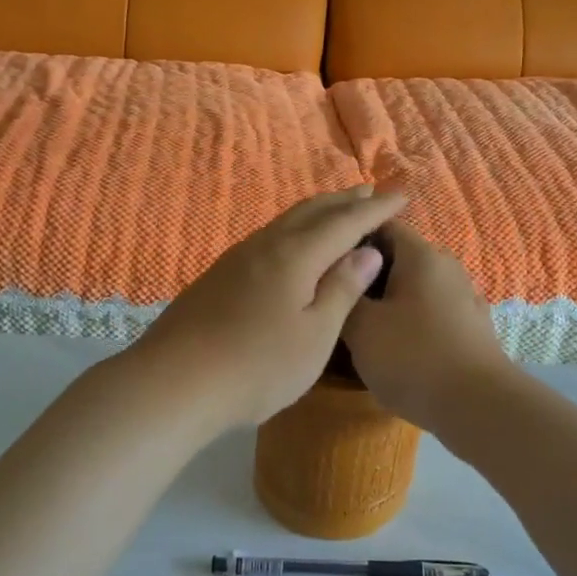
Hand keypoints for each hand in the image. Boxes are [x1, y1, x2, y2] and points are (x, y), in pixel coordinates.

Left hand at [131, 185, 407, 431]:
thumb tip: (366, 251)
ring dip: (316, 212)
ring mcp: (237, 259)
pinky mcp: (219, 276)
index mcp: (296, 256)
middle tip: (370, 192)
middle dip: (344, 201)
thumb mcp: (314, 335)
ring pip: (285, 222)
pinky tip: (291, 247)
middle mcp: (266, 246)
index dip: (376, 208)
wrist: (174, 383)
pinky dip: (293, 231)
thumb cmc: (257, 366)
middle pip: (311, 211)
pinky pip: (268, 238)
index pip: (345, 222)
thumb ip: (342, 290)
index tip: (402, 195)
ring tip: (336, 211)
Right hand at [340, 220, 516, 427]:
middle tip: (335, 298)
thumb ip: (344, 295)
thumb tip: (338, 278)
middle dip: (365, 274)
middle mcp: (447, 267)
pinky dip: (408, 320)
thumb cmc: (414, 357)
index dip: (350, 238)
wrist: (479, 407)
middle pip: (398, 256)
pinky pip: (430, 312)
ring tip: (358, 326)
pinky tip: (392, 347)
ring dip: (386, 300)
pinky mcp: (471, 327)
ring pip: (414, 287)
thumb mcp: (361, 327)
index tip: (325, 261)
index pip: (381, 224)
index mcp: (421, 255)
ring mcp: (464, 298)